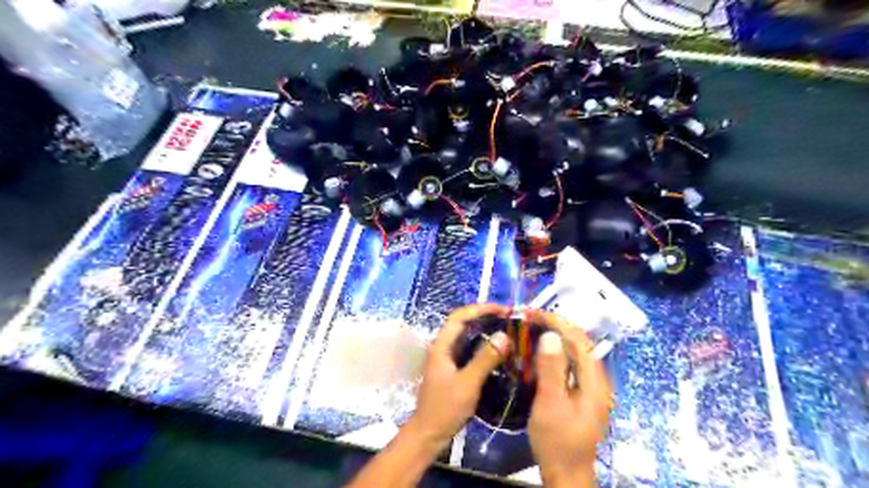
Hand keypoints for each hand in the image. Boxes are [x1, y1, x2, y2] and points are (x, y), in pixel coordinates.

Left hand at [405, 304, 509, 448]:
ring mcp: (447, 357)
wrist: (429, 433)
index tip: (503, 309)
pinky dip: (483, 344)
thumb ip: (485, 359)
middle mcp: (442, 347)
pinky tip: (498, 349)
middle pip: (463, 323)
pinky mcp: (452, 367)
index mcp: (441, 346)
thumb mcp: (468, 383)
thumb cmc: (445, 408)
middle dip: (484, 316)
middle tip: (509, 318)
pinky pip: (469, 348)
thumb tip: (504, 335)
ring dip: (484, 329)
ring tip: (506, 329)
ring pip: (466, 335)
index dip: (480, 309)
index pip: (459, 317)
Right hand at [522, 309, 609, 486]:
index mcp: (594, 381)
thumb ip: (552, 369)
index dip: (556, 322)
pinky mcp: (581, 392)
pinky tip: (539, 351)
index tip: (532, 313)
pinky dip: (554, 351)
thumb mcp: (551, 404)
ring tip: (531, 327)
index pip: (579, 339)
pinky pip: (569, 363)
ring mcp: (590, 386)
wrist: (566, 474)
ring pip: (574, 351)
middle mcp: (597, 379)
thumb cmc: (557, 441)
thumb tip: (551, 335)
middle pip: (579, 342)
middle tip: (528, 318)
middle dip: (554, 326)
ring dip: (554, 336)